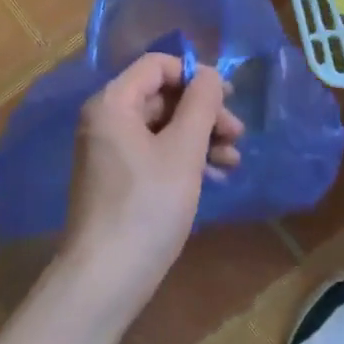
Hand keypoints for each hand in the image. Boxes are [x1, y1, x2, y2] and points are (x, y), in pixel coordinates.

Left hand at [60, 53, 242, 316]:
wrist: (106, 278)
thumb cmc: (147, 206)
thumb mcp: (183, 151)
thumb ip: (201, 105)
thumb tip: (210, 74)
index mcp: (113, 102)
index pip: (157, 66)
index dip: (195, 76)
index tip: (228, 98)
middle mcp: (106, 120)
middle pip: (162, 97)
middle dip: (203, 113)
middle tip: (238, 136)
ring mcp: (109, 151)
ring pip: (162, 128)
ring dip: (200, 139)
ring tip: (233, 162)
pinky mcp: (117, 180)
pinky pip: (154, 154)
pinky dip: (183, 160)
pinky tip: (213, 178)